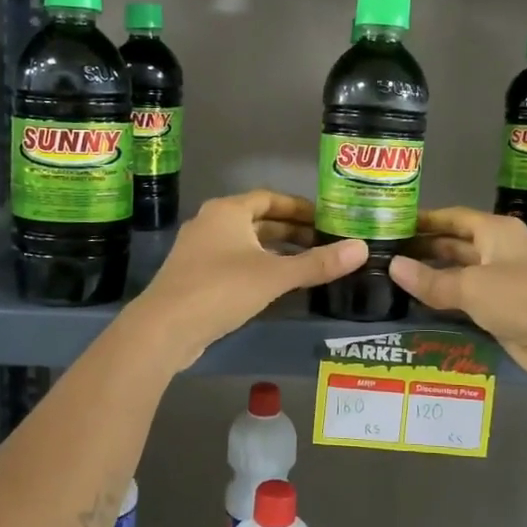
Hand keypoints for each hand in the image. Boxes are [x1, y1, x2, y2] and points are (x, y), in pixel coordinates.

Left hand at [132, 191, 365, 369]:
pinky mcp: (194, 277)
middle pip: (257, 220)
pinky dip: (258, 267)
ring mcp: (198, 251)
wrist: (164, 327)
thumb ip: (317, 263)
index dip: (298, 206)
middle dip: (290, 231)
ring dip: (275, 250)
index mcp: (227, 211)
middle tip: (323, 242)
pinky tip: (277, 286)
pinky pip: (234, 262)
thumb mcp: (276, 275)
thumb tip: (362, 249)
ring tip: (307, 263)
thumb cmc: (221, 289)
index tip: (325, 217)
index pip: (269, 198)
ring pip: (245, 243)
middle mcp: (211, 223)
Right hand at [388, 206, 526, 383]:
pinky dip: (445, 299)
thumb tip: (392, 266)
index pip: (453, 217)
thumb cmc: (523, 299)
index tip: (392, 223)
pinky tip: (418, 303)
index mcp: (496, 232)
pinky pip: (466, 298)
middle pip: (455, 244)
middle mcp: (499, 250)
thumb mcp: (472, 287)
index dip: (424, 219)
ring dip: (432, 276)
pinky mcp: (503, 309)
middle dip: (423, 248)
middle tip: (384, 254)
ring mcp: (502, 281)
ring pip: (459, 273)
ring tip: (392, 278)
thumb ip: (431, 280)